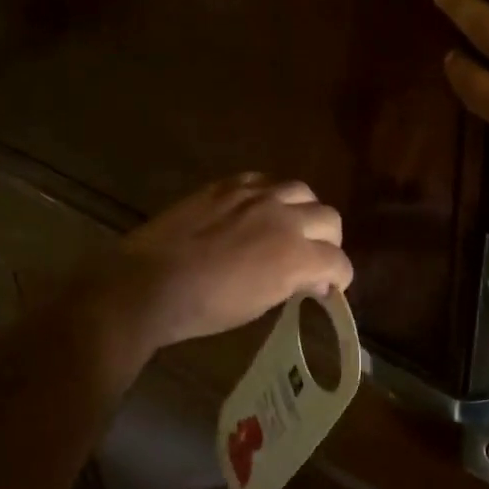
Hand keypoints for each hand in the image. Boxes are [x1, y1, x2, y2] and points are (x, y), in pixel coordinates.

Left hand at [64, 174, 353, 369]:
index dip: (339, 276)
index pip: (338, 261)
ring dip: (303, 210)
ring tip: (288, 225)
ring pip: (301, 190)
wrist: (148, 283)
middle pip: (329, 218)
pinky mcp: (228, 184)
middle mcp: (284, 217)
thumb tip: (309, 278)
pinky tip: (258, 209)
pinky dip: (271, 195)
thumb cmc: (204, 308)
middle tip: (313, 256)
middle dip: (329, 240)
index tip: (329, 286)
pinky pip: (264, 180)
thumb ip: (291, 283)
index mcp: (295, 256)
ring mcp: (256, 195)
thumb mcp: (259, 304)